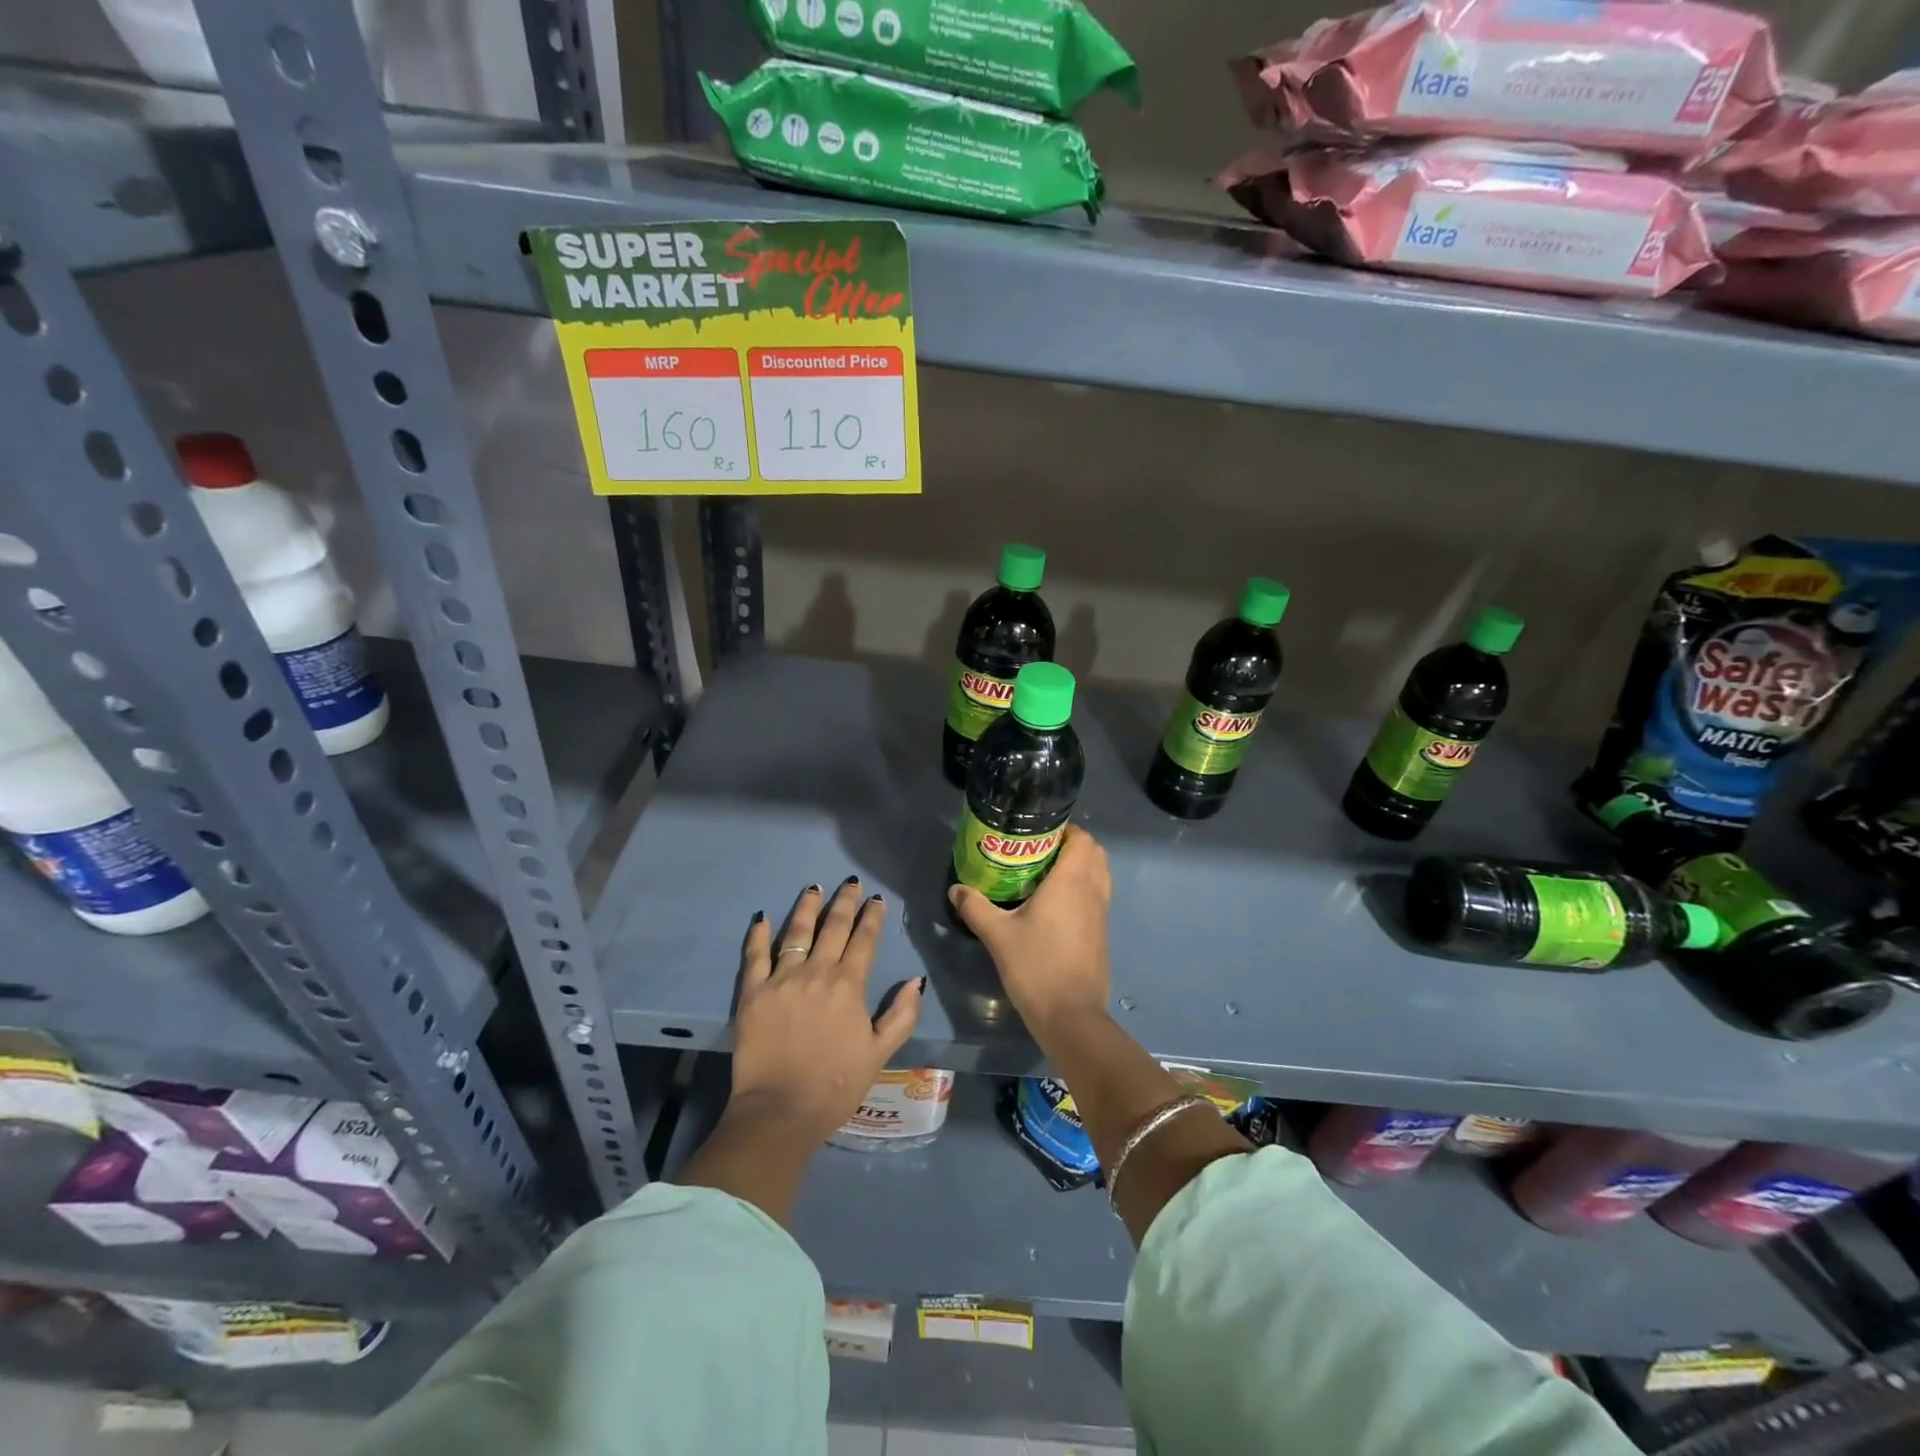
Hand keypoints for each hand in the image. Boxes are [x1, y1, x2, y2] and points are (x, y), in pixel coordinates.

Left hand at [729, 877, 924, 1143]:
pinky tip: (763, 916)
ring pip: (797, 932)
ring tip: (813, 888)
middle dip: (845, 902)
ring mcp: (782, 979)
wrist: (781, 1111)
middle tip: (850, 883)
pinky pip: (755, 956)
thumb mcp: (880, 1053)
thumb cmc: (836, 1085)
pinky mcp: (752, 993)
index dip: (872, 917)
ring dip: (807, 907)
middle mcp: (817, 972)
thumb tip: (916, 980)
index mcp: (849, 985)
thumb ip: (901, 1015)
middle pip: (833, 927)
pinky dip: (759, 934)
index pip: (864, 940)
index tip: (877, 899)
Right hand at [947, 826, 1111, 1033]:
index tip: (1038, 834)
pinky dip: (1083, 891)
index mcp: (1071, 881)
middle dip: (1072, 846)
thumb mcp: (998, 935)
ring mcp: (1102, 914)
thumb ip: (976, 907)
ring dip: (1080, 868)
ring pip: (1099, 876)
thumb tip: (956, 889)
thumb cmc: (1035, 966)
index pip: (1082, 839)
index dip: (1065, 830)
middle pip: (1094, 853)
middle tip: (1039, 853)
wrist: (1071, 1016)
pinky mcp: (1102, 935)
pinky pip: (1097, 898)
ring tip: (1046, 876)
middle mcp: (1092, 891)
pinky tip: (1054, 908)